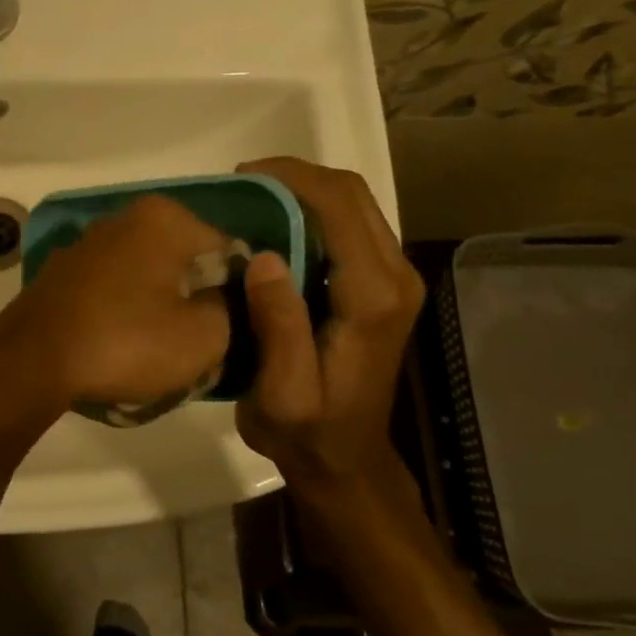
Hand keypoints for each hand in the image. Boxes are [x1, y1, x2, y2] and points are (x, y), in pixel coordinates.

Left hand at [0, 195, 231, 407]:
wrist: (32, 361)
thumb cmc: (125, 341)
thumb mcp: (202, 337)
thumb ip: (231, 310)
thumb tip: (223, 299)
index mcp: (164, 219)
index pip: (227, 250)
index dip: (238, 292)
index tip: (232, 330)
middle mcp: (124, 218)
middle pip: (183, 260)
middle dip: (195, 297)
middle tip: (197, 343)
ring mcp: (87, 243)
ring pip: (146, 275)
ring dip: (158, 305)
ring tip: (158, 350)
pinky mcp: (63, 272)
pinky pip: (112, 288)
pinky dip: (123, 310)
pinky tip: (120, 344)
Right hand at [233, 158, 425, 509]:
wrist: (344, 459)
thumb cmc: (307, 432)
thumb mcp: (283, 392)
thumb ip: (280, 326)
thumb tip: (264, 256)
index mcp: (373, 297)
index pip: (339, 207)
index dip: (291, 179)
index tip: (240, 180)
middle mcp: (395, 277)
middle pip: (352, 194)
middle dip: (295, 176)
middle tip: (240, 188)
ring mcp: (394, 278)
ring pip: (354, 203)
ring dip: (303, 191)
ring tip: (252, 201)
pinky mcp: (383, 283)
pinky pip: (351, 224)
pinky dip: (312, 211)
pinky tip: (274, 226)